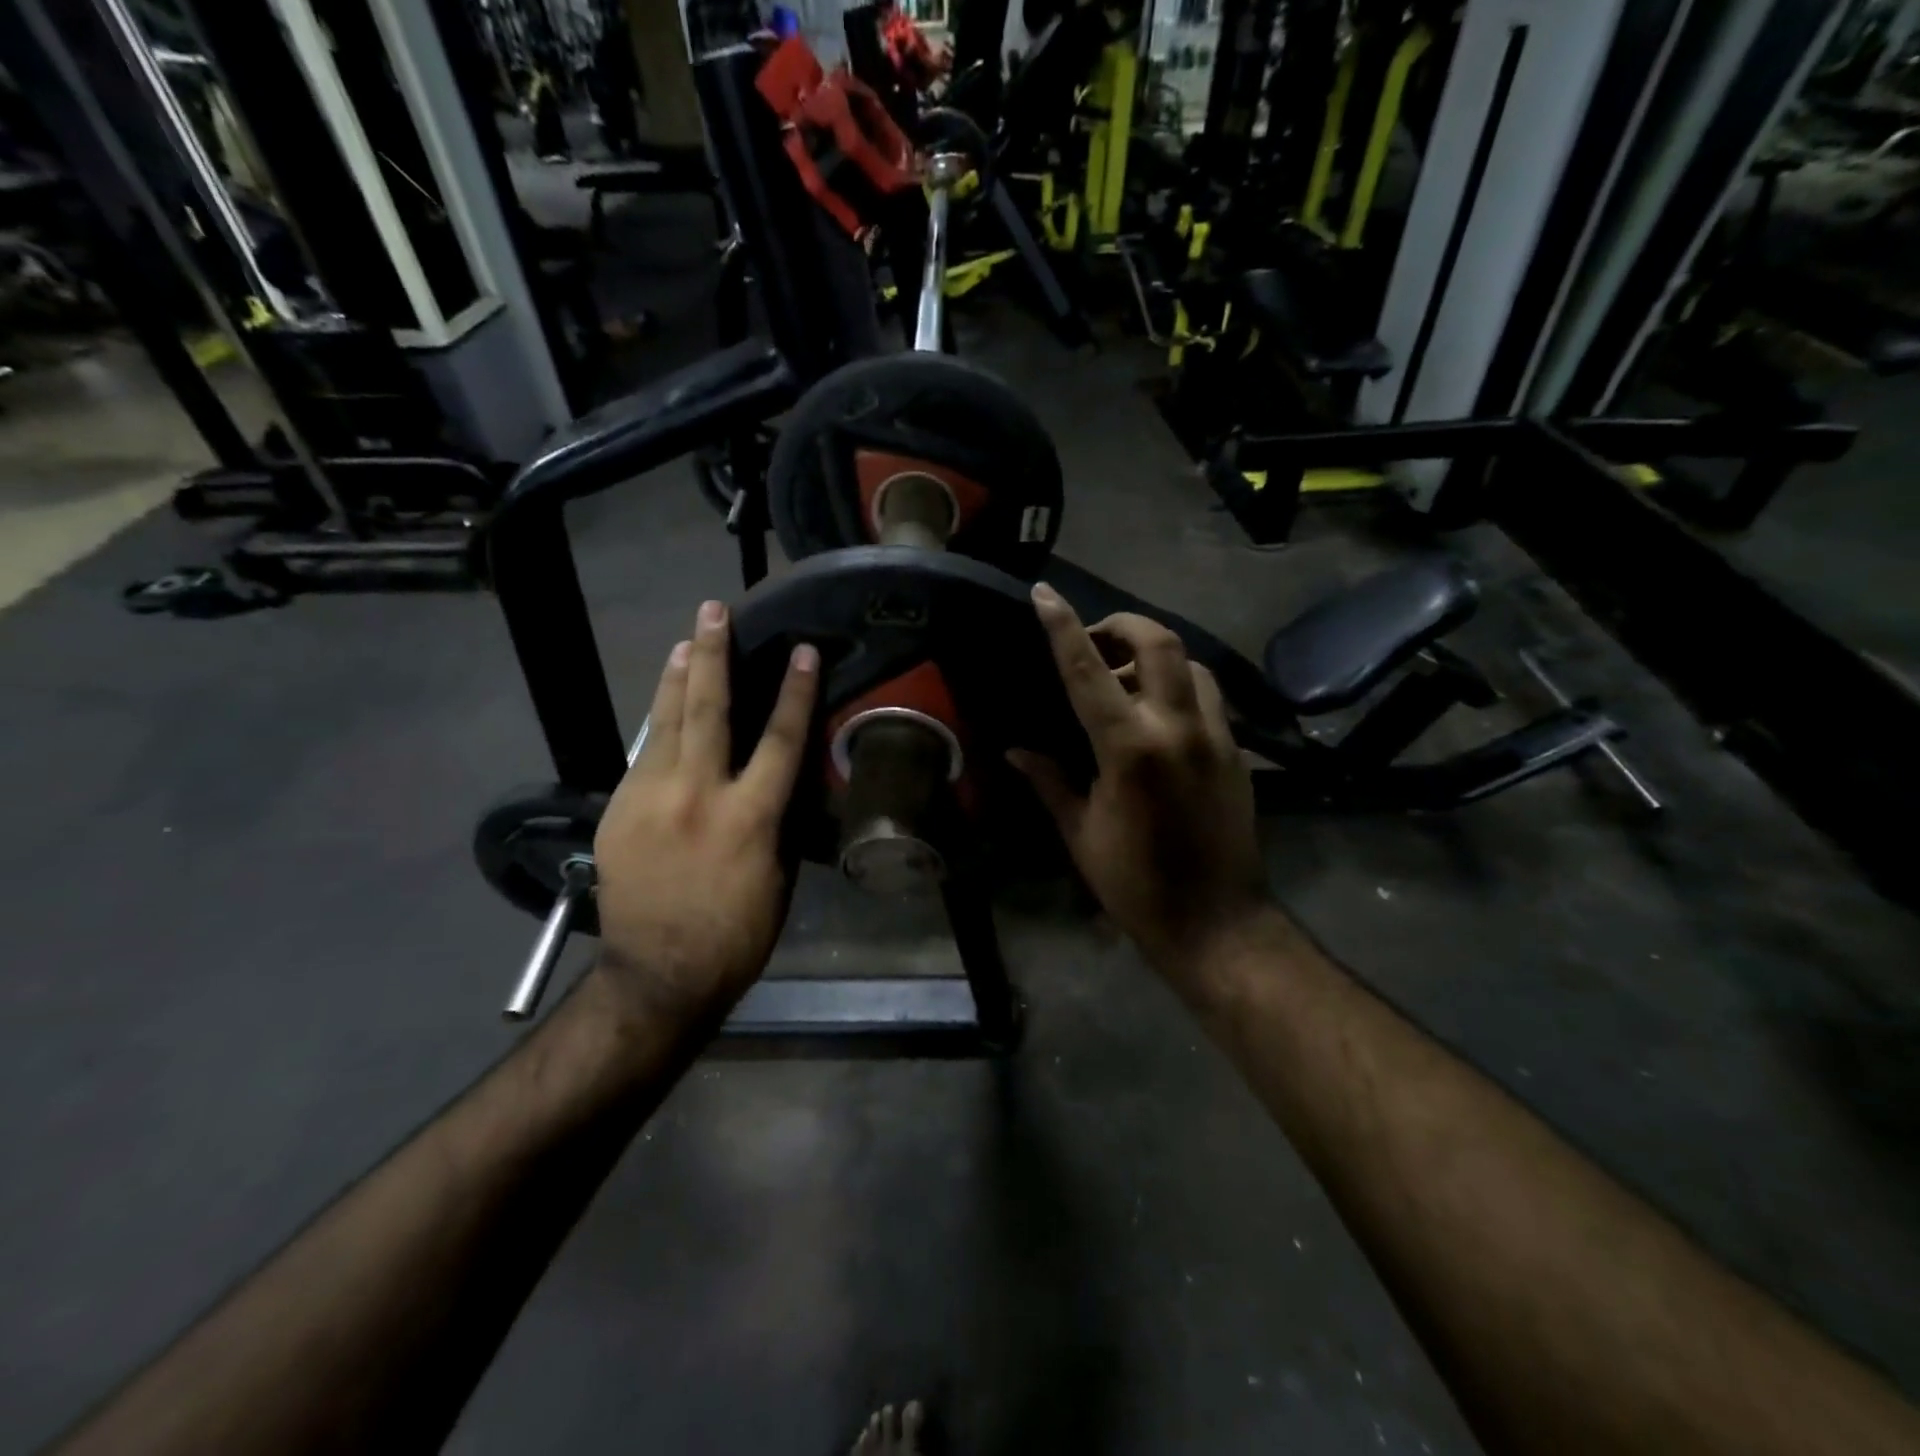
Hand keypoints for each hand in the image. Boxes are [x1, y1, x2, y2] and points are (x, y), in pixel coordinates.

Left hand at [591, 600, 819, 1022]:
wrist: (659, 975)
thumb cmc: (736, 934)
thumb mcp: (776, 877)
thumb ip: (775, 819)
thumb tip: (775, 780)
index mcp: (749, 817)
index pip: (779, 739)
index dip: (793, 691)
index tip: (801, 651)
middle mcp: (698, 796)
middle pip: (708, 710)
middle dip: (713, 655)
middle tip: (713, 611)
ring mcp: (650, 800)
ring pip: (664, 722)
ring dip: (675, 677)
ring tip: (684, 640)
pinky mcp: (619, 812)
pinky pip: (643, 756)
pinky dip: (657, 726)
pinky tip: (662, 708)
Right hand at [1010, 584, 1272, 976]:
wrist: (1217, 923)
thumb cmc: (1136, 884)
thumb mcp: (1081, 833)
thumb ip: (1049, 782)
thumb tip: (1016, 750)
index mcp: (1130, 748)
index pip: (1088, 671)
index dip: (1063, 626)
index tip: (1044, 594)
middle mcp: (1178, 728)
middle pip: (1158, 642)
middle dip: (1123, 626)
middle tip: (1096, 643)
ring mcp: (1216, 737)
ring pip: (1191, 664)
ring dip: (1156, 657)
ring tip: (1127, 681)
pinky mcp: (1237, 752)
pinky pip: (1208, 697)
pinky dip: (1179, 687)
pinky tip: (1158, 716)